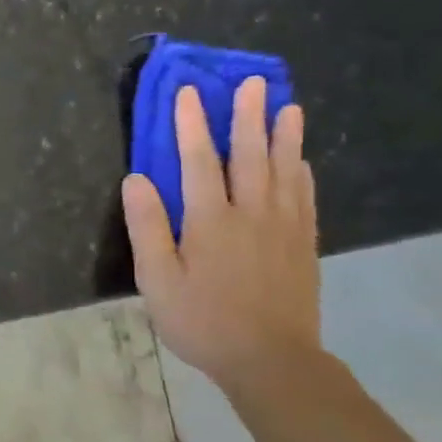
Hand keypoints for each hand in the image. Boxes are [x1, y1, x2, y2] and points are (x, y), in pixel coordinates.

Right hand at [122, 77, 320, 392]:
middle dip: (248, 116)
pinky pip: (305, 198)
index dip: (192, 125)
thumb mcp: (157, 280)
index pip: (199, 161)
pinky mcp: (303, 246)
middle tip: (254, 82)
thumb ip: (147, 227)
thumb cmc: (202, 321)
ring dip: (284, 136)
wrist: (270, 360)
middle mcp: (251, 213)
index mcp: (210, 220)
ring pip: (285, 171)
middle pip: (251, 155)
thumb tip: (136, 179)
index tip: (188, 93)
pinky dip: (303, 173)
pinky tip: (302, 162)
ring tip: (288, 107)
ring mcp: (283, 228)